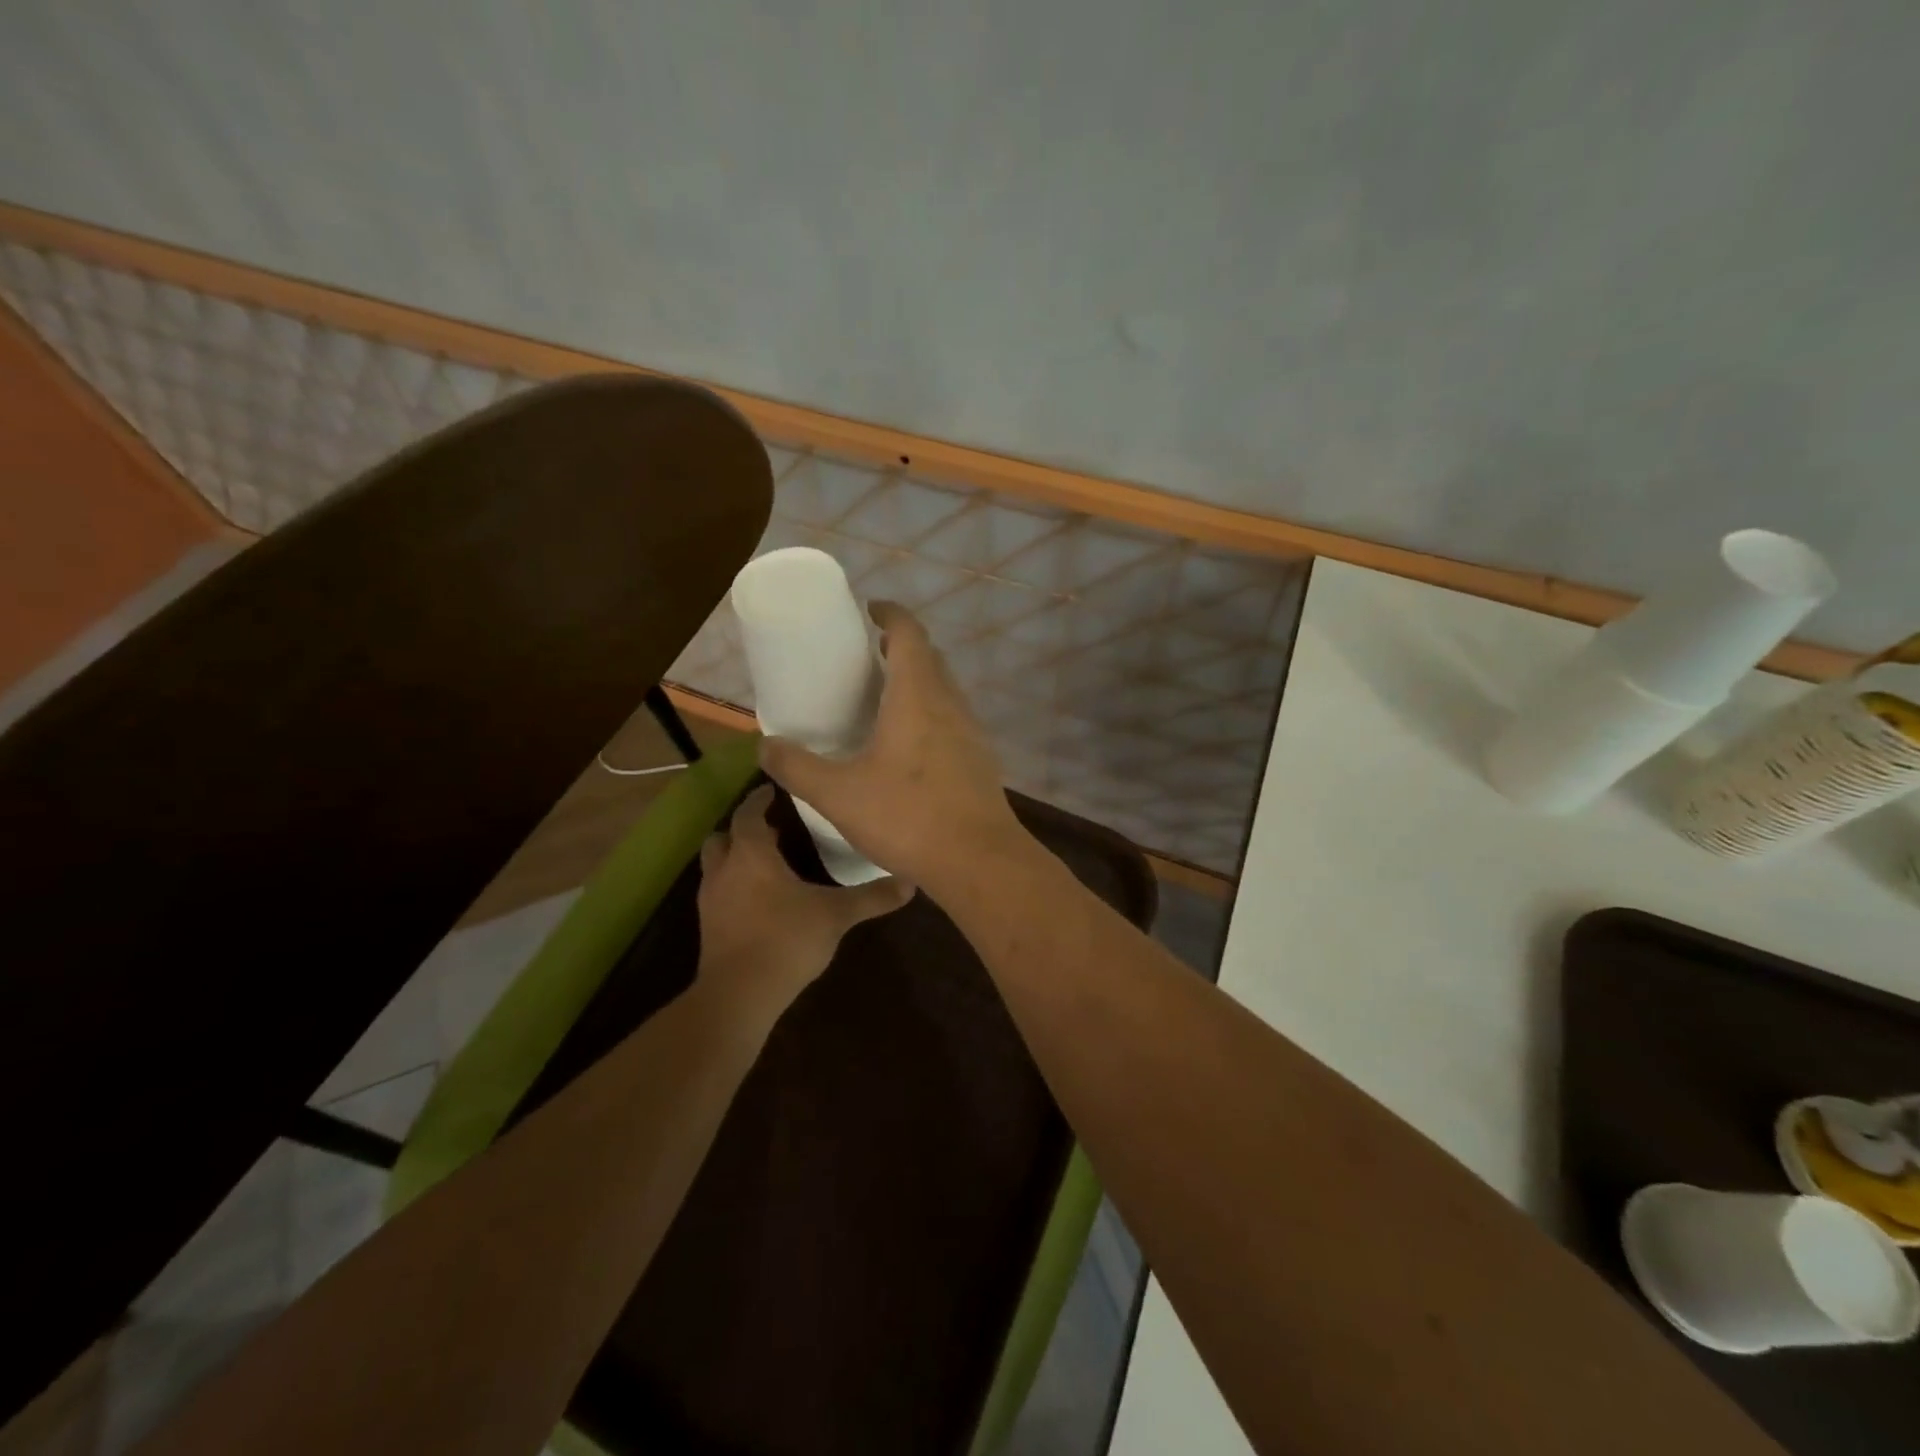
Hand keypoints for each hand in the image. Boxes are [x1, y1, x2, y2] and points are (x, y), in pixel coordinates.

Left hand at [695, 785, 911, 1014]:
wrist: (739, 995)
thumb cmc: (785, 939)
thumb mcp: (835, 915)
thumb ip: (871, 897)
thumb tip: (911, 882)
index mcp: (751, 854)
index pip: (748, 813)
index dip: (759, 799)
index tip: (774, 789)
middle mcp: (725, 870)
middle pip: (723, 837)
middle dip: (743, 829)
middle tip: (772, 828)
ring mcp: (711, 900)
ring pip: (717, 866)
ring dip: (736, 859)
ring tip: (768, 863)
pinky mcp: (709, 927)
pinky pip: (719, 894)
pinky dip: (734, 888)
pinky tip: (760, 901)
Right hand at [758, 602, 1029, 893]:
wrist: (979, 861)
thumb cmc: (908, 817)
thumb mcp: (838, 794)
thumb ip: (797, 767)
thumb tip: (763, 746)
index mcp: (918, 695)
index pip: (909, 632)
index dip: (889, 613)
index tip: (868, 610)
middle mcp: (950, 703)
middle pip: (930, 657)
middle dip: (900, 646)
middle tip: (866, 656)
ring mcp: (971, 732)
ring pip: (944, 689)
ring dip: (918, 680)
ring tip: (883, 698)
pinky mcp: (980, 759)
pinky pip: (953, 718)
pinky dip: (930, 712)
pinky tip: (908, 746)